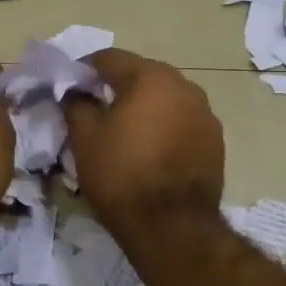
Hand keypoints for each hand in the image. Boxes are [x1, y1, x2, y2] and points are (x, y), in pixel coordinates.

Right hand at [62, 48, 224, 231]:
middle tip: (94, 109)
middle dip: (116, 87)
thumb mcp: (84, 138)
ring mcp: (205, 114)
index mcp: (151, 77)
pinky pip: (181, 122)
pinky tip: (149, 150)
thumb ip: (76, 104)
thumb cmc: (122, 175)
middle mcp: (185, 86)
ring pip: (165, 99)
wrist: (172, 227)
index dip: (84, 70)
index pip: (110, 58)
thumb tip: (75, 92)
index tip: (69, 87)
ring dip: (143, 107)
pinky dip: (163, 127)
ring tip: (123, 132)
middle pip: (141, 75)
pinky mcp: (215, 141)